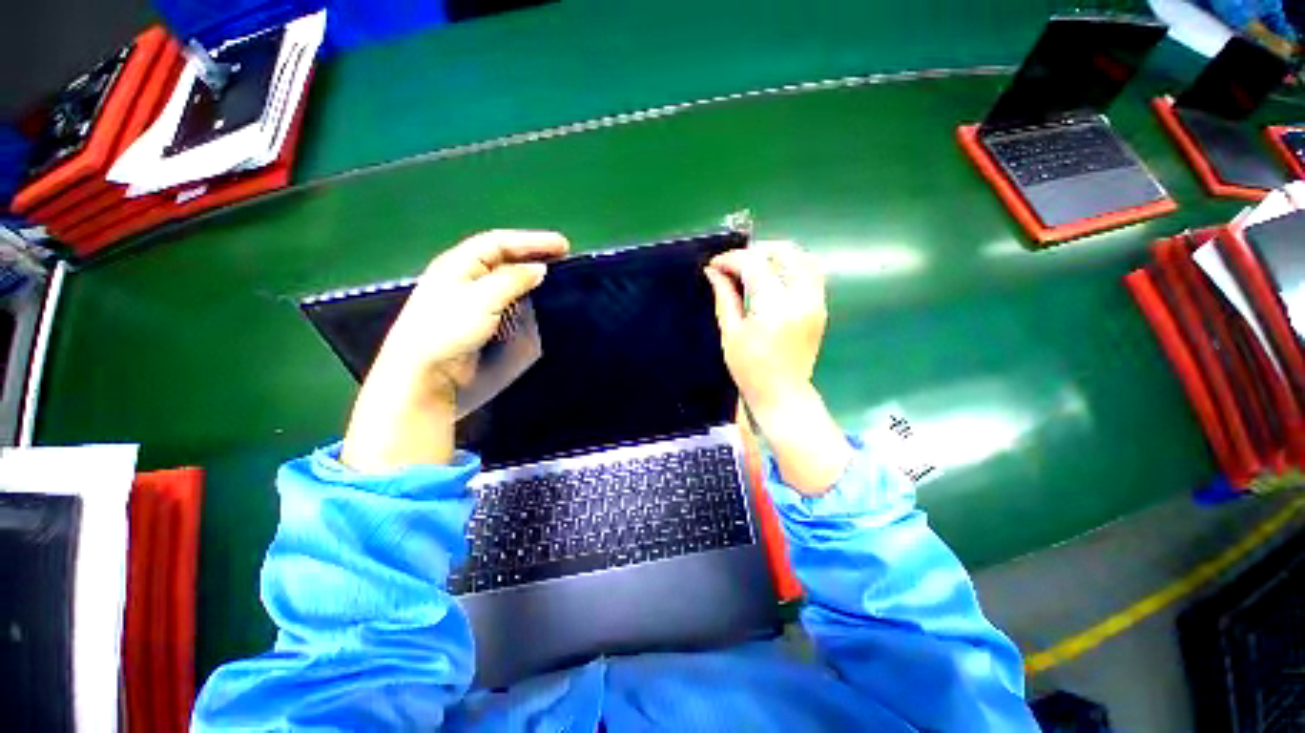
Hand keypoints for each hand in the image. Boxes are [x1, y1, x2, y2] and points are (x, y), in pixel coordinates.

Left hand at [341, 230, 569, 471]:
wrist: (425, 371)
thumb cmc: (449, 330)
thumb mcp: (482, 300)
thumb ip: (513, 280)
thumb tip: (539, 269)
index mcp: (459, 263)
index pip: (500, 242)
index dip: (532, 241)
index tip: (563, 246)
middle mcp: (465, 276)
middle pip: (503, 256)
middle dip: (532, 254)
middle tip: (563, 257)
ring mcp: (471, 298)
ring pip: (505, 277)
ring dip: (529, 274)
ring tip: (554, 276)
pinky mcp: (478, 319)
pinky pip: (505, 297)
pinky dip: (523, 293)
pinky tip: (535, 298)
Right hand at [704, 242, 851, 494]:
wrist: (783, 395)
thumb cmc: (750, 370)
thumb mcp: (731, 333)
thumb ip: (725, 297)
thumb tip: (713, 272)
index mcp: (774, 306)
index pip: (754, 264)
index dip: (731, 259)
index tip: (715, 265)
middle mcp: (801, 297)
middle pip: (784, 252)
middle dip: (755, 251)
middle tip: (734, 264)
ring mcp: (816, 301)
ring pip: (802, 258)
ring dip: (776, 255)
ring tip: (753, 267)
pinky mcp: (821, 308)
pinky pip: (810, 273)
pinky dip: (791, 266)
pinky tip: (772, 278)